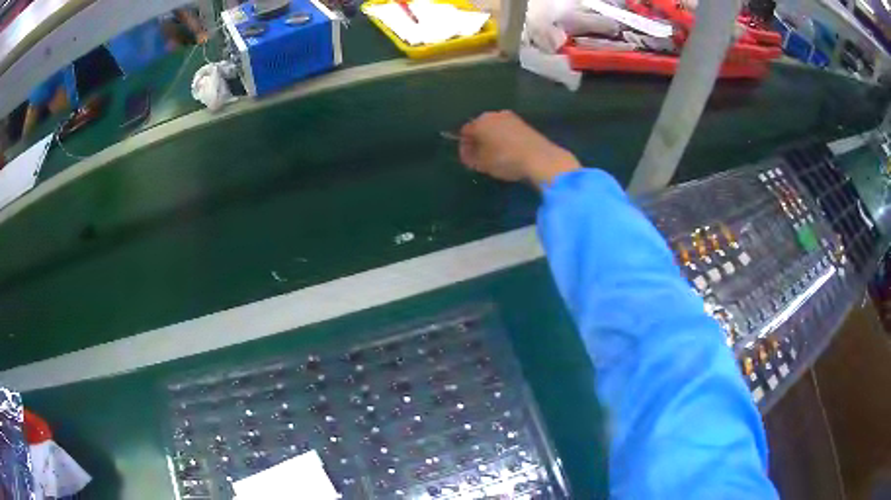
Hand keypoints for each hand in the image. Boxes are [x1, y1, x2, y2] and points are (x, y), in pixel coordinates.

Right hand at [459, 110, 580, 186]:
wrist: (540, 158)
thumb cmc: (505, 160)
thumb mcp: (482, 164)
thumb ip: (469, 157)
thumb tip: (467, 153)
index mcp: (479, 122)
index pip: (465, 132)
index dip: (464, 146)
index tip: (468, 159)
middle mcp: (493, 115)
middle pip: (480, 127)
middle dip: (478, 141)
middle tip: (480, 157)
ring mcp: (510, 117)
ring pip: (495, 128)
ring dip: (492, 139)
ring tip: (495, 156)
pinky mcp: (524, 124)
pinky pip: (508, 131)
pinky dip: (505, 139)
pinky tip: (509, 152)